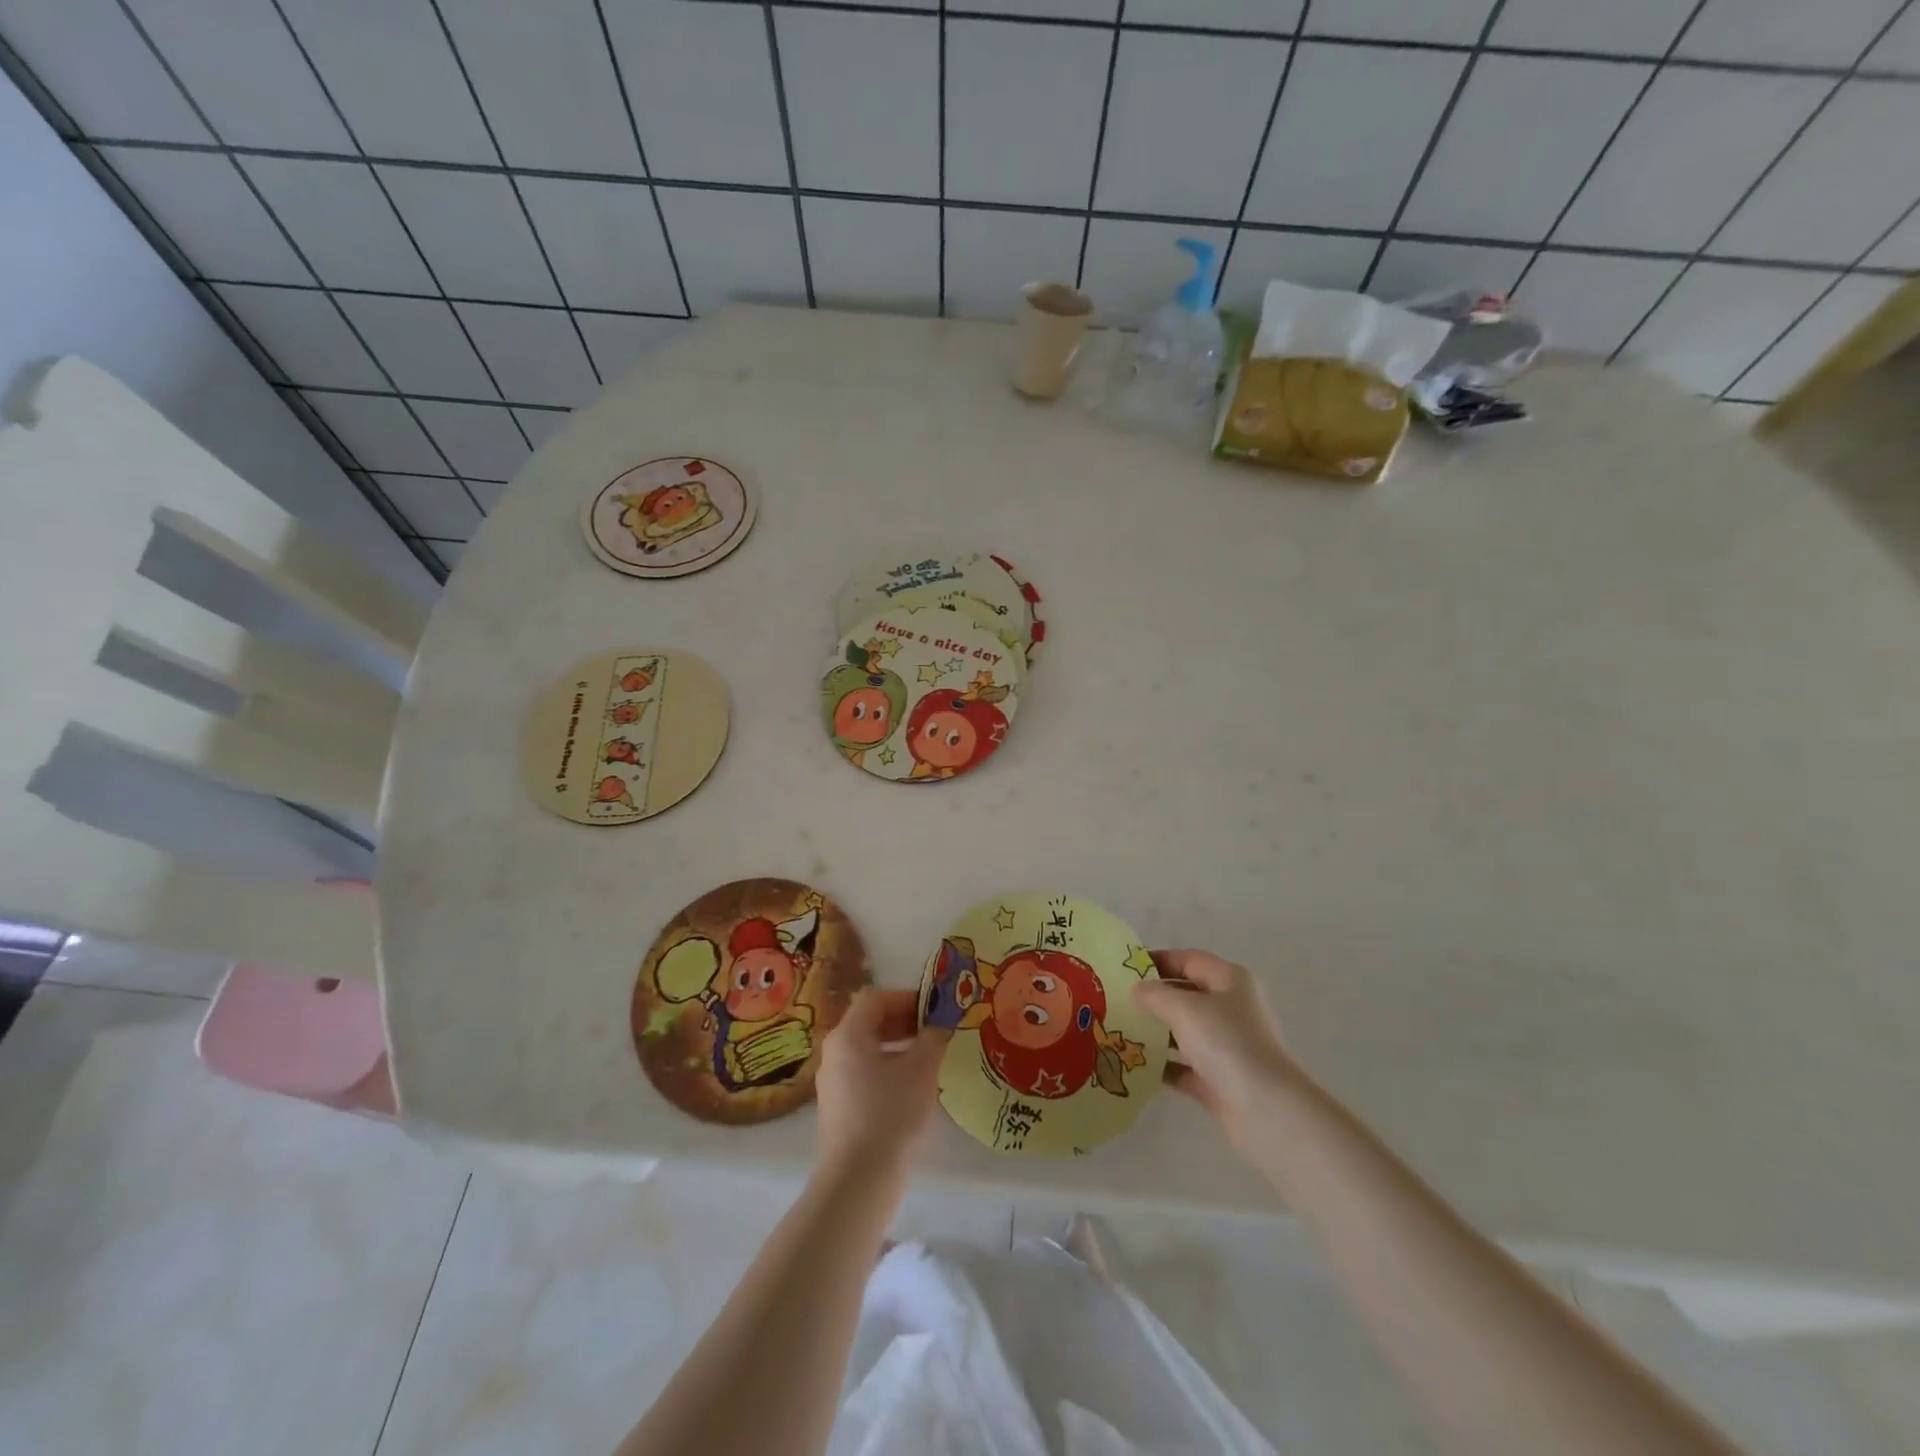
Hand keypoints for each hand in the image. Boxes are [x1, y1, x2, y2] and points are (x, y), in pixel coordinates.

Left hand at [814, 988, 948, 1177]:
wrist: (858, 1182)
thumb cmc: (891, 1114)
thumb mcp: (921, 1071)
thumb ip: (933, 1039)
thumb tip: (940, 1027)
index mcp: (848, 1035)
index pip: (875, 999)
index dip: (906, 998)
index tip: (933, 1009)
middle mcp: (834, 1052)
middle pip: (868, 1022)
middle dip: (904, 1022)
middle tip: (935, 1031)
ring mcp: (832, 1082)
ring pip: (867, 1050)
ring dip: (898, 1047)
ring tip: (929, 1059)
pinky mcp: (837, 1108)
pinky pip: (863, 1074)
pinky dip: (887, 1070)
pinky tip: (912, 1089)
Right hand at [1136, 950, 1305, 1152]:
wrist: (1266, 1110)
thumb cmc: (1227, 1043)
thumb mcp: (1184, 1009)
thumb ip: (1155, 995)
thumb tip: (1137, 990)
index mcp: (1230, 981)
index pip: (1189, 959)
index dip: (1158, 959)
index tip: (1125, 966)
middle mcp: (1232, 1009)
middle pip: (1187, 995)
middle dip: (1154, 997)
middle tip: (1116, 999)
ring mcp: (1228, 1047)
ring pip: (1185, 1032)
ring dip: (1156, 1032)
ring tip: (1119, 1030)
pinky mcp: (1220, 1080)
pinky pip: (1185, 1066)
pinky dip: (1164, 1065)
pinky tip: (1135, 1065)